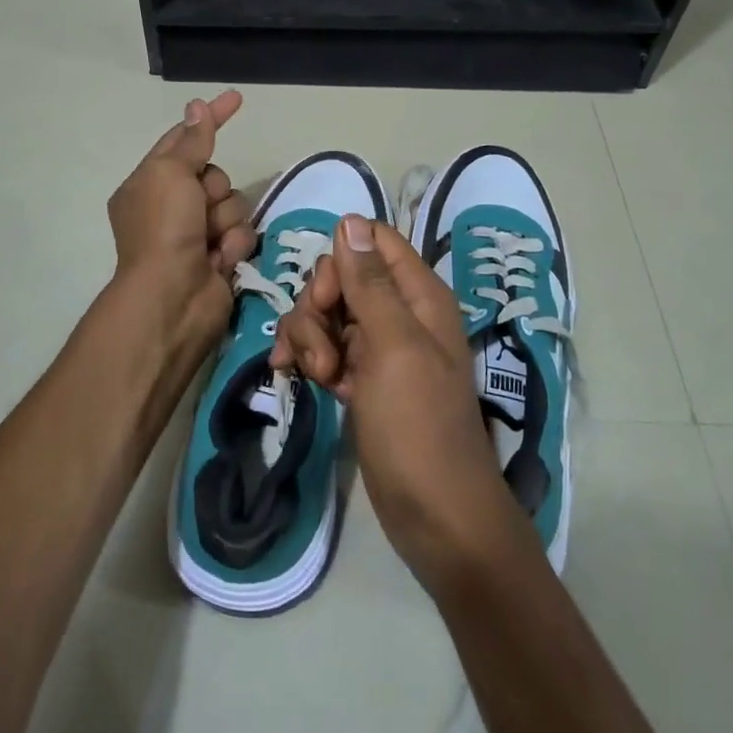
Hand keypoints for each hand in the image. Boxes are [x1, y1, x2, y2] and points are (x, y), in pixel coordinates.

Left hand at [106, 90, 255, 371]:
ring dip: (225, 219)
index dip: (209, 119)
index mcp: (149, 183)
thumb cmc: (163, 228)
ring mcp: (196, 233)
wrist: (172, 297)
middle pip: (215, 174)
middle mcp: (171, 206)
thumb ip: (191, 140)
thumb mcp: (171, 173)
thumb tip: (197, 106)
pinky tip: (218, 260)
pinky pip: (241, 234)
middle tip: (199, 207)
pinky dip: (232, 244)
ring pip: (233, 204)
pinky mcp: (219, 256)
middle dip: (214, 189)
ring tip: (209, 241)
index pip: (183, 139)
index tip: (236, 97)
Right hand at [271, 213, 529, 589]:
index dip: (340, 261)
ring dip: (309, 339)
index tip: (326, 299)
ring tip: (317, 377)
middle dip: (317, 308)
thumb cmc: (418, 424)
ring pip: (326, 314)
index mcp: (419, 295)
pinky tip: (298, 380)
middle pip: (341, 277)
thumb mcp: (393, 346)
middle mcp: (400, 312)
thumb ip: (370, 282)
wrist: (434, 513)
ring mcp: (379, 347)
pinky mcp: (360, 378)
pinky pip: (324, 347)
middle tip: (323, 353)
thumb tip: (350, 220)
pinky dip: (309, 358)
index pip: (372, 241)